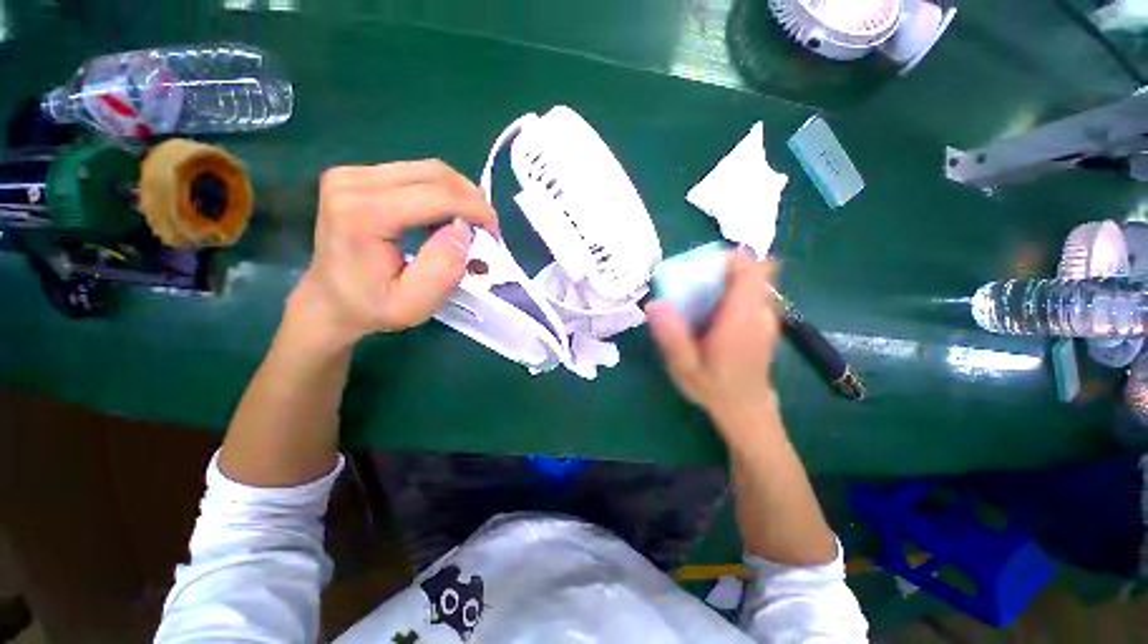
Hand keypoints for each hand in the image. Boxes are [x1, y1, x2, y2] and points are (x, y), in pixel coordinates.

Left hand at [286, 160, 497, 352]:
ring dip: (459, 196)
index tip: (494, 233)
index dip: (475, 209)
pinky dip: (442, 195)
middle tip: (487, 230)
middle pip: (434, 174)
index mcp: (363, 214)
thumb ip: (443, 269)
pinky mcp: (357, 176)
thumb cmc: (373, 307)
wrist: (329, 301)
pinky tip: (447, 219)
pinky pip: (415, 175)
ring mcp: (352, 174)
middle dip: (472, 200)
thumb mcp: (415, 304)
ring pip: (428, 170)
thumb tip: (464, 229)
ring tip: (471, 226)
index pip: (436, 194)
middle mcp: (353, 182)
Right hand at [645, 252, 780, 434]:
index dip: (730, 258)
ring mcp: (768, 316)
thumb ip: (671, 336)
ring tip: (705, 294)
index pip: (749, 271)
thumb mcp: (684, 366)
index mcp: (740, 319)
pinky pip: (756, 292)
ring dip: (733, 277)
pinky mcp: (766, 322)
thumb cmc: (713, 387)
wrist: (745, 409)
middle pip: (756, 269)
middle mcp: (760, 312)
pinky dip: (739, 290)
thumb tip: (653, 304)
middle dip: (728, 266)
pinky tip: (717, 310)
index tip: (703, 264)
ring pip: (758, 279)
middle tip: (699, 279)